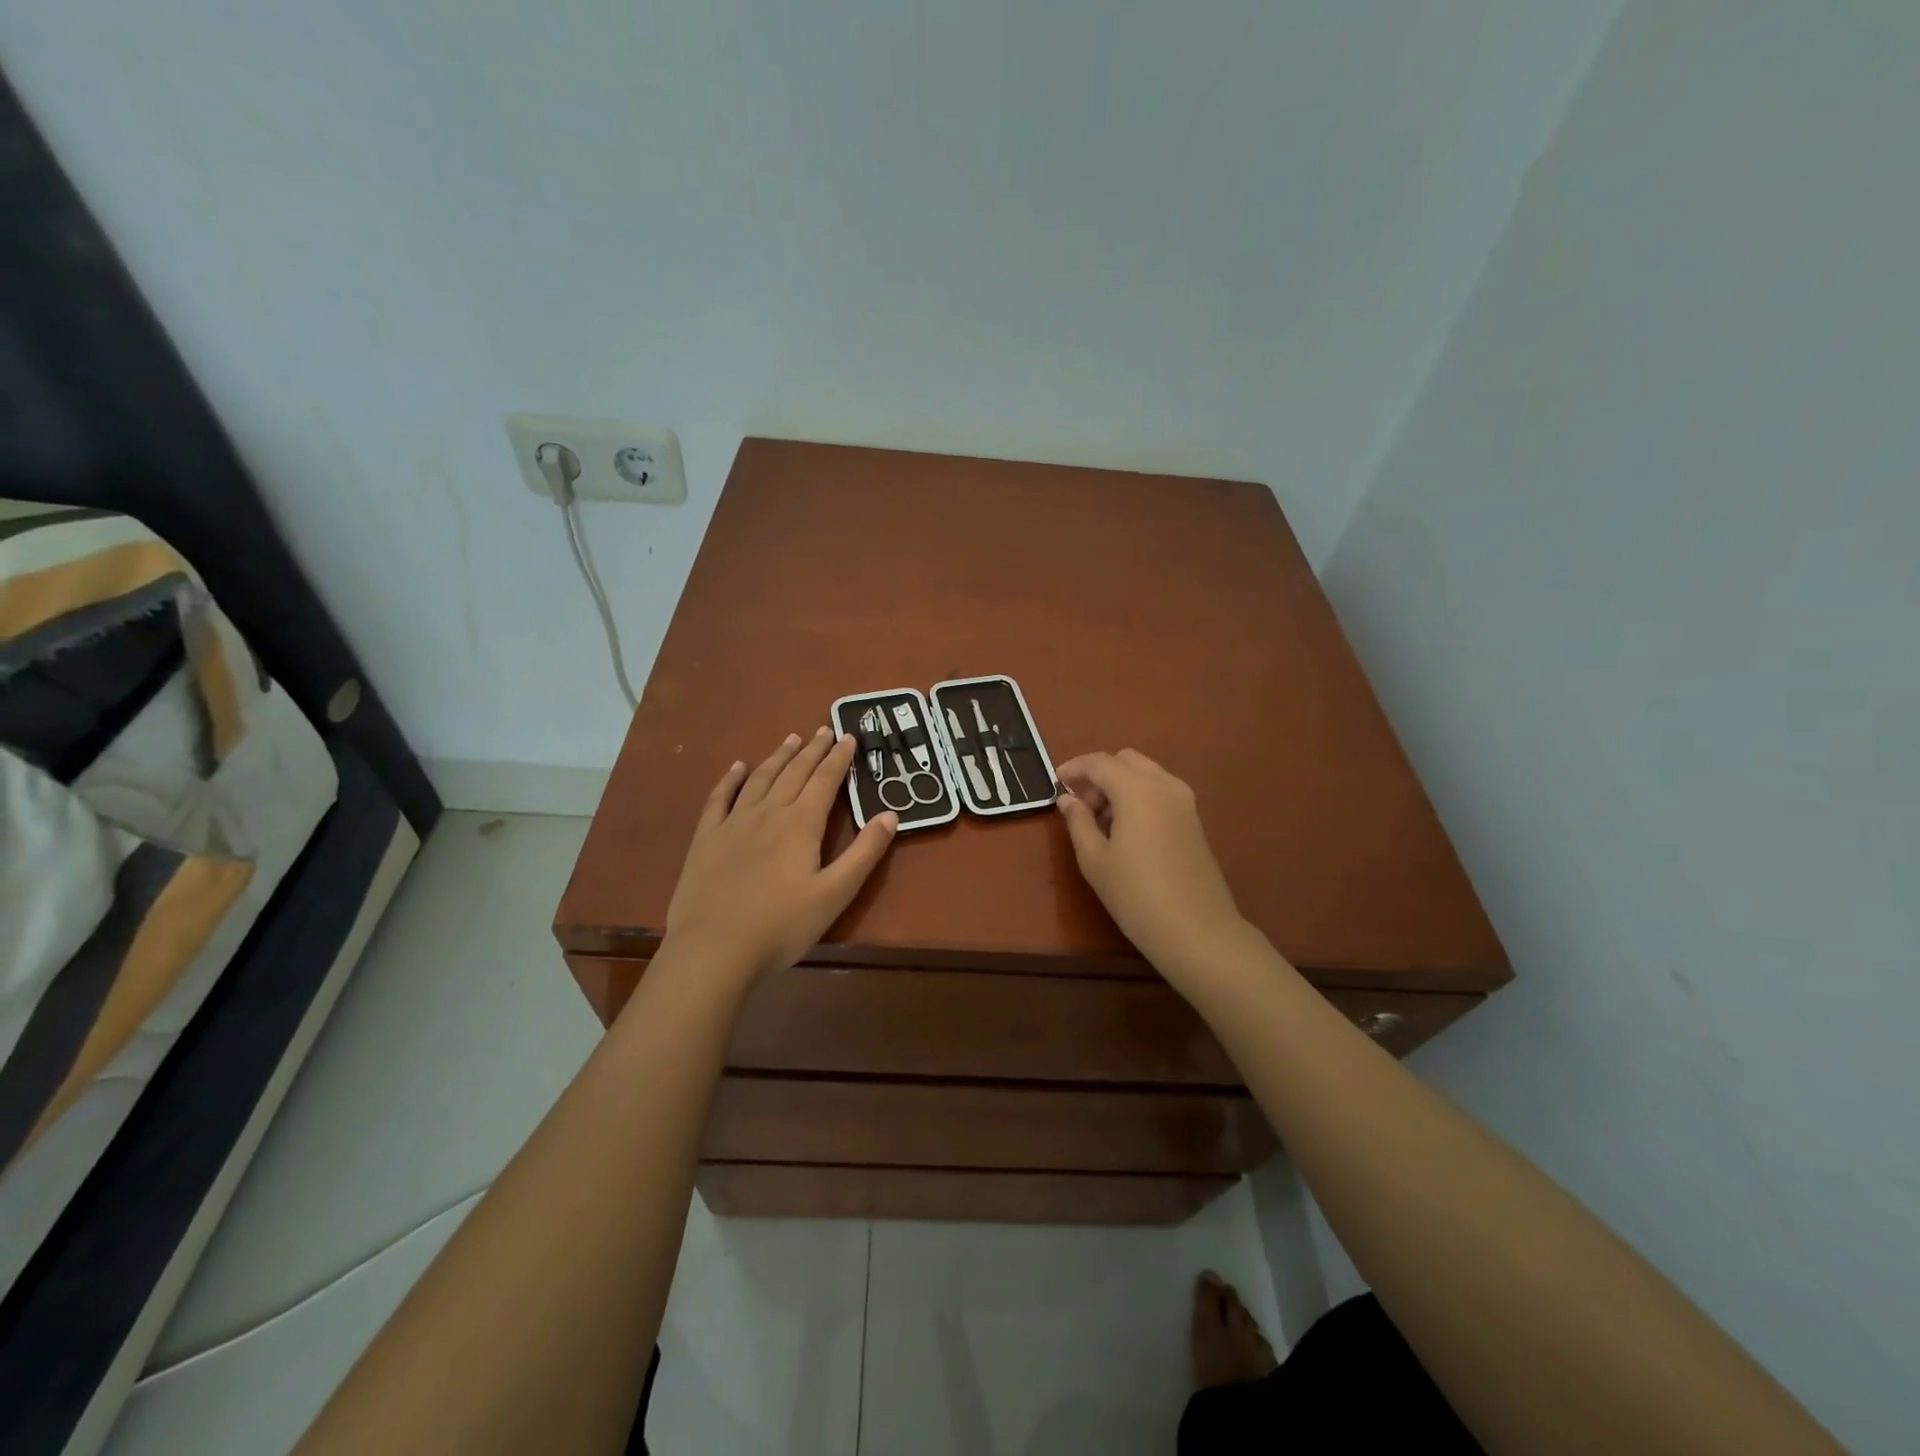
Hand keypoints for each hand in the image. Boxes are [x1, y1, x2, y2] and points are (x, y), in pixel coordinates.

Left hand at [664, 728, 897, 982]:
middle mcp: (768, 813)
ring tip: (791, 739)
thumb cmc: (782, 926)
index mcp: (801, 824)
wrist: (713, 949)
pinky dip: (731, 779)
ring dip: (778, 756)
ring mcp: (733, 823)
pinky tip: (738, 767)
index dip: (839, 758)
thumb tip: (890, 814)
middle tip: (824, 729)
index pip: (825, 781)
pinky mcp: (706, 838)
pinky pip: (720, 798)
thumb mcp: (835, 894)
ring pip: (760, 779)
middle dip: (813, 750)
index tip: (849, 736)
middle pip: (794, 773)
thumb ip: (864, 853)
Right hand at [1055, 749, 1248, 986]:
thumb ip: (1078, 822)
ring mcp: (1185, 802)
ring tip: (1100, 822)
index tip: (1056, 783)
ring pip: (1145, 774)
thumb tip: (1068, 799)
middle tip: (1080, 806)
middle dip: (1099, 775)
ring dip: (1119, 785)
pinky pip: (1160, 792)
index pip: (1099, 762)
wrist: (1197, 931)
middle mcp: (1165, 785)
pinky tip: (1125, 831)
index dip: (1074, 768)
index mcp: (1138, 789)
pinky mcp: (1194, 820)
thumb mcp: (1094, 860)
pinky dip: (1138, 797)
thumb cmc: (1136, 896)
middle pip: (1126, 761)